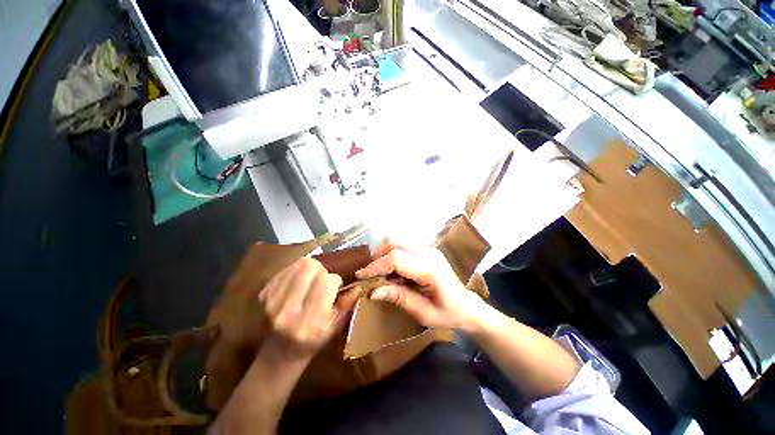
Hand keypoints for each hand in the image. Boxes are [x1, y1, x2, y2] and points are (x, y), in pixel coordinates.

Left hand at [258, 258, 343, 362]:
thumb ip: (348, 303)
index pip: (327, 282)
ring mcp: (272, 302)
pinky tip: (299, 281)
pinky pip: (285, 269)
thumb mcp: (336, 326)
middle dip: (321, 270)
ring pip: (298, 265)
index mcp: (310, 322)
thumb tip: (359, 284)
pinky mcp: (263, 295)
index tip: (334, 286)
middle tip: (322, 279)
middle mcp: (288, 311)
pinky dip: (296, 271)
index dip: (334, 280)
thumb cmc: (314, 339)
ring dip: (309, 268)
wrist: (281, 351)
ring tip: (311, 279)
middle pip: (310, 267)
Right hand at [355, 238, 488, 329]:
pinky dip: (392, 253)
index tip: (360, 276)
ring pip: (398, 240)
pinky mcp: (427, 249)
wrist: (467, 306)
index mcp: (430, 269)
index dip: (376, 266)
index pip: (396, 258)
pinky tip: (392, 269)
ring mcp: (428, 248)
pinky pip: (404, 244)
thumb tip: (373, 291)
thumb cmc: (448, 314)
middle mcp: (428, 252)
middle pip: (395, 242)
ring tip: (380, 272)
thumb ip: (399, 298)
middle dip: (378, 256)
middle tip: (370, 274)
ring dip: (384, 253)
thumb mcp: (423, 313)